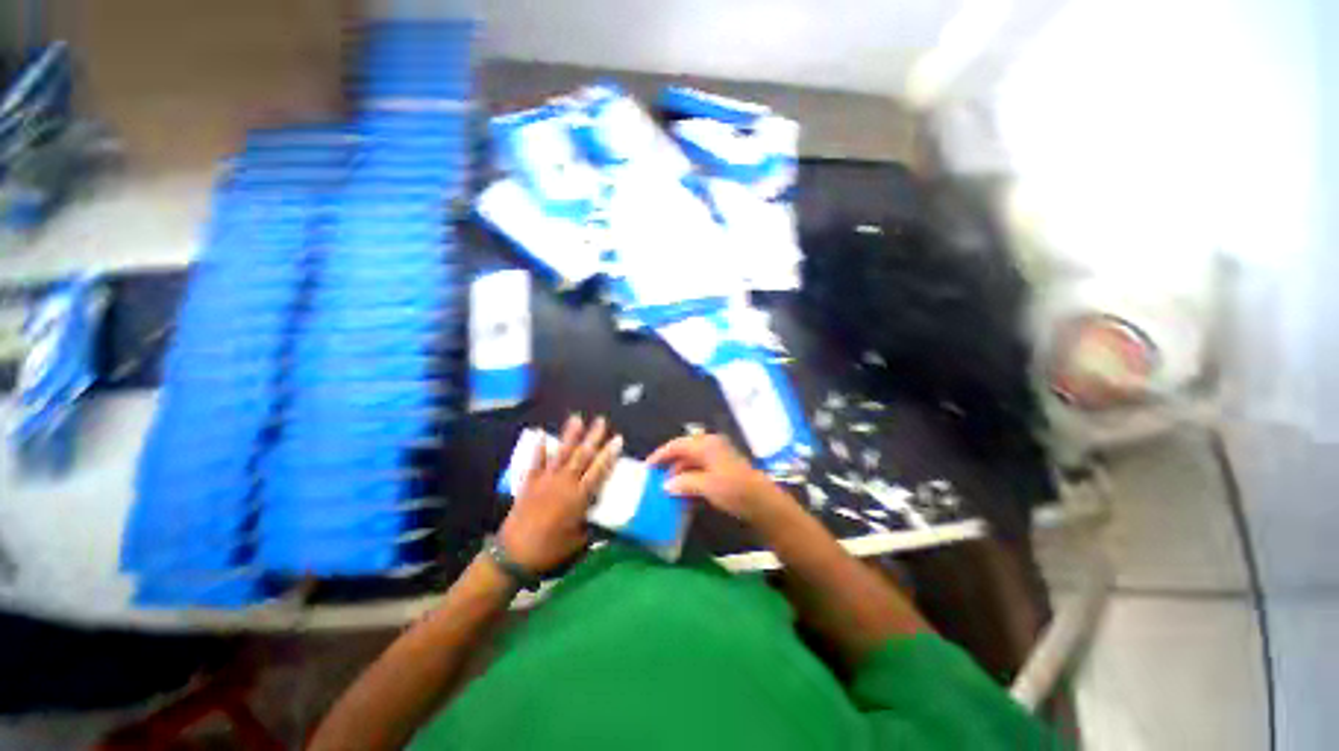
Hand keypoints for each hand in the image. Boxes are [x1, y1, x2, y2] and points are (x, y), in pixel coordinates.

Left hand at [499, 415, 621, 573]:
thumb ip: (593, 525)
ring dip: (570, 435)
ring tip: (576, 418)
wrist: (513, 555)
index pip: (599, 471)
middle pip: (582, 456)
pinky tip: (540, 433)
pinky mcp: (529, 483)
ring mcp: (545, 481)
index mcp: (579, 497)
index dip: (609, 454)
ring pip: (561, 453)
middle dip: (593, 437)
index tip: (618, 439)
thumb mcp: (579, 541)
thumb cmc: (550, 549)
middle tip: (601, 421)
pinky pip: (535, 462)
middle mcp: (564, 484)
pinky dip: (538, 448)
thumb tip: (605, 515)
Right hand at [648, 434, 791, 525]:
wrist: (763, 502)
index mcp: (705, 445)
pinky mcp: (722, 470)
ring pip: (691, 463)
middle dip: (669, 466)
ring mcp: (717, 458)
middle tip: (655, 480)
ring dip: (679, 475)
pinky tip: (683, 494)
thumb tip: (666, 485)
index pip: (677, 445)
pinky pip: (699, 472)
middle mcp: (710, 447)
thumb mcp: (706, 485)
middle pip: (683, 453)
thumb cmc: (734, 489)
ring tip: (666, 490)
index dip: (660, 455)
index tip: (647, 468)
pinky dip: (689, 480)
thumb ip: (683, 483)